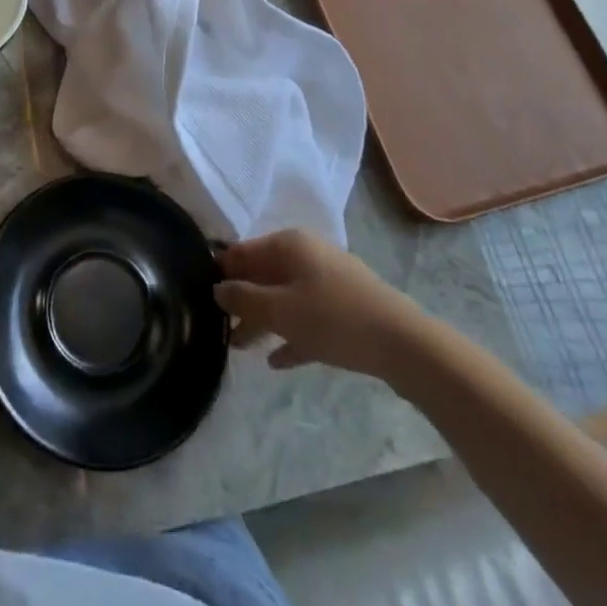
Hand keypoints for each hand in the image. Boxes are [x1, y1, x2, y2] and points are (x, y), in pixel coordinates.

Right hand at [215, 229, 426, 377]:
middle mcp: (307, 254)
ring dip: (264, 320)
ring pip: (285, 297)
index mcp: (288, 244)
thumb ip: (244, 300)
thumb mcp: (281, 311)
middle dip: (242, 301)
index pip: (242, 252)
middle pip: (263, 274)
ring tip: (242, 347)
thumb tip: (217, 289)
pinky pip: (308, 317)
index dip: (221, 273)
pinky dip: (291, 333)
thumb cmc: (334, 319)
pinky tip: (278, 361)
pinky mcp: (346, 308)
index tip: (201, 296)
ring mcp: (329, 280)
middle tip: (220, 328)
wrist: (405, 345)